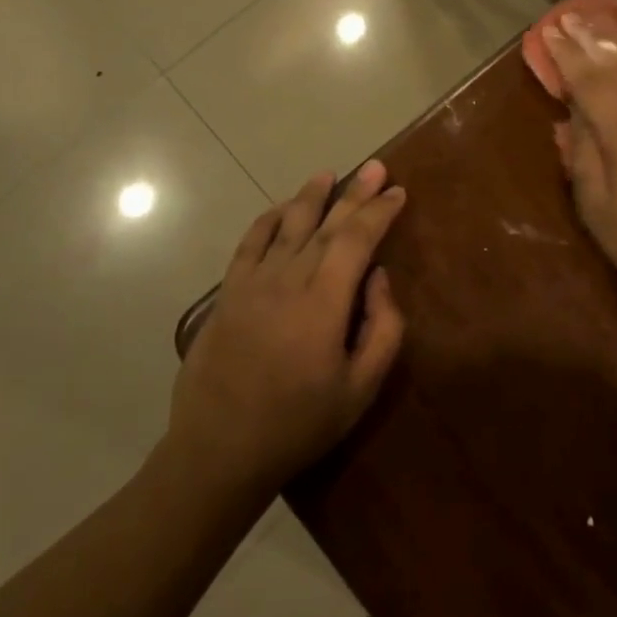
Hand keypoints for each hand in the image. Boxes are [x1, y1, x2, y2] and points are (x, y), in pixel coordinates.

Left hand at [170, 162, 406, 493]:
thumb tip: (378, 277)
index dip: (379, 212)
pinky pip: (250, 244)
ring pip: (288, 226)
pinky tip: (282, 208)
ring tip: (329, 174)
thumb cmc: (299, 424)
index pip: (356, 240)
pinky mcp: (228, 293)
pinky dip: (268, 220)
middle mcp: (288, 280)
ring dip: (311, 196)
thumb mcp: (360, 390)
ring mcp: (252, 283)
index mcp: (323, 303)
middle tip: (375, 166)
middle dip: (355, 194)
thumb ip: (382, 329)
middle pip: (326, 224)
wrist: (218, 450)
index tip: (397, 192)